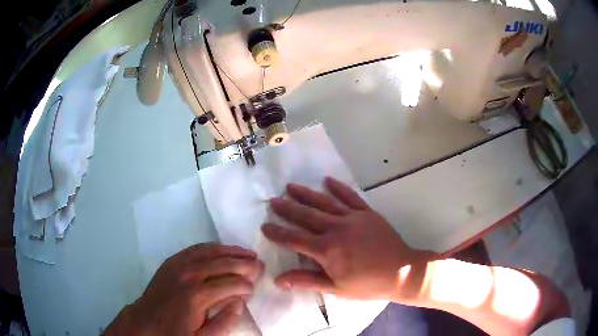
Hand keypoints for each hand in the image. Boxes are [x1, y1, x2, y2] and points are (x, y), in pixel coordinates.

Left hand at [106, 243, 263, 335]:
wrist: (147, 320)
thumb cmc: (175, 332)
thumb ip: (224, 322)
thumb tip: (240, 302)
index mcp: (199, 296)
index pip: (232, 284)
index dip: (247, 285)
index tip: (254, 288)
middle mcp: (190, 275)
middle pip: (224, 264)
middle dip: (246, 264)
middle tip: (260, 265)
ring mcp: (179, 264)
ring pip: (211, 252)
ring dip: (232, 251)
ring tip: (248, 253)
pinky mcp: (172, 261)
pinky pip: (196, 248)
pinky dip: (212, 247)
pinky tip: (222, 248)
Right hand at [261, 177, 419, 300]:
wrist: (402, 271)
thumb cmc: (368, 284)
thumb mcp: (336, 288)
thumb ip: (307, 281)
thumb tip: (278, 280)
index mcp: (326, 250)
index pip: (294, 239)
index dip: (277, 232)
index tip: (264, 226)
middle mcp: (336, 229)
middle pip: (306, 216)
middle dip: (287, 208)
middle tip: (273, 201)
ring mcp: (352, 218)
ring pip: (324, 202)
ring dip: (306, 194)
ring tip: (291, 186)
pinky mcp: (367, 213)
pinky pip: (350, 197)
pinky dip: (338, 188)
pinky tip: (328, 179)